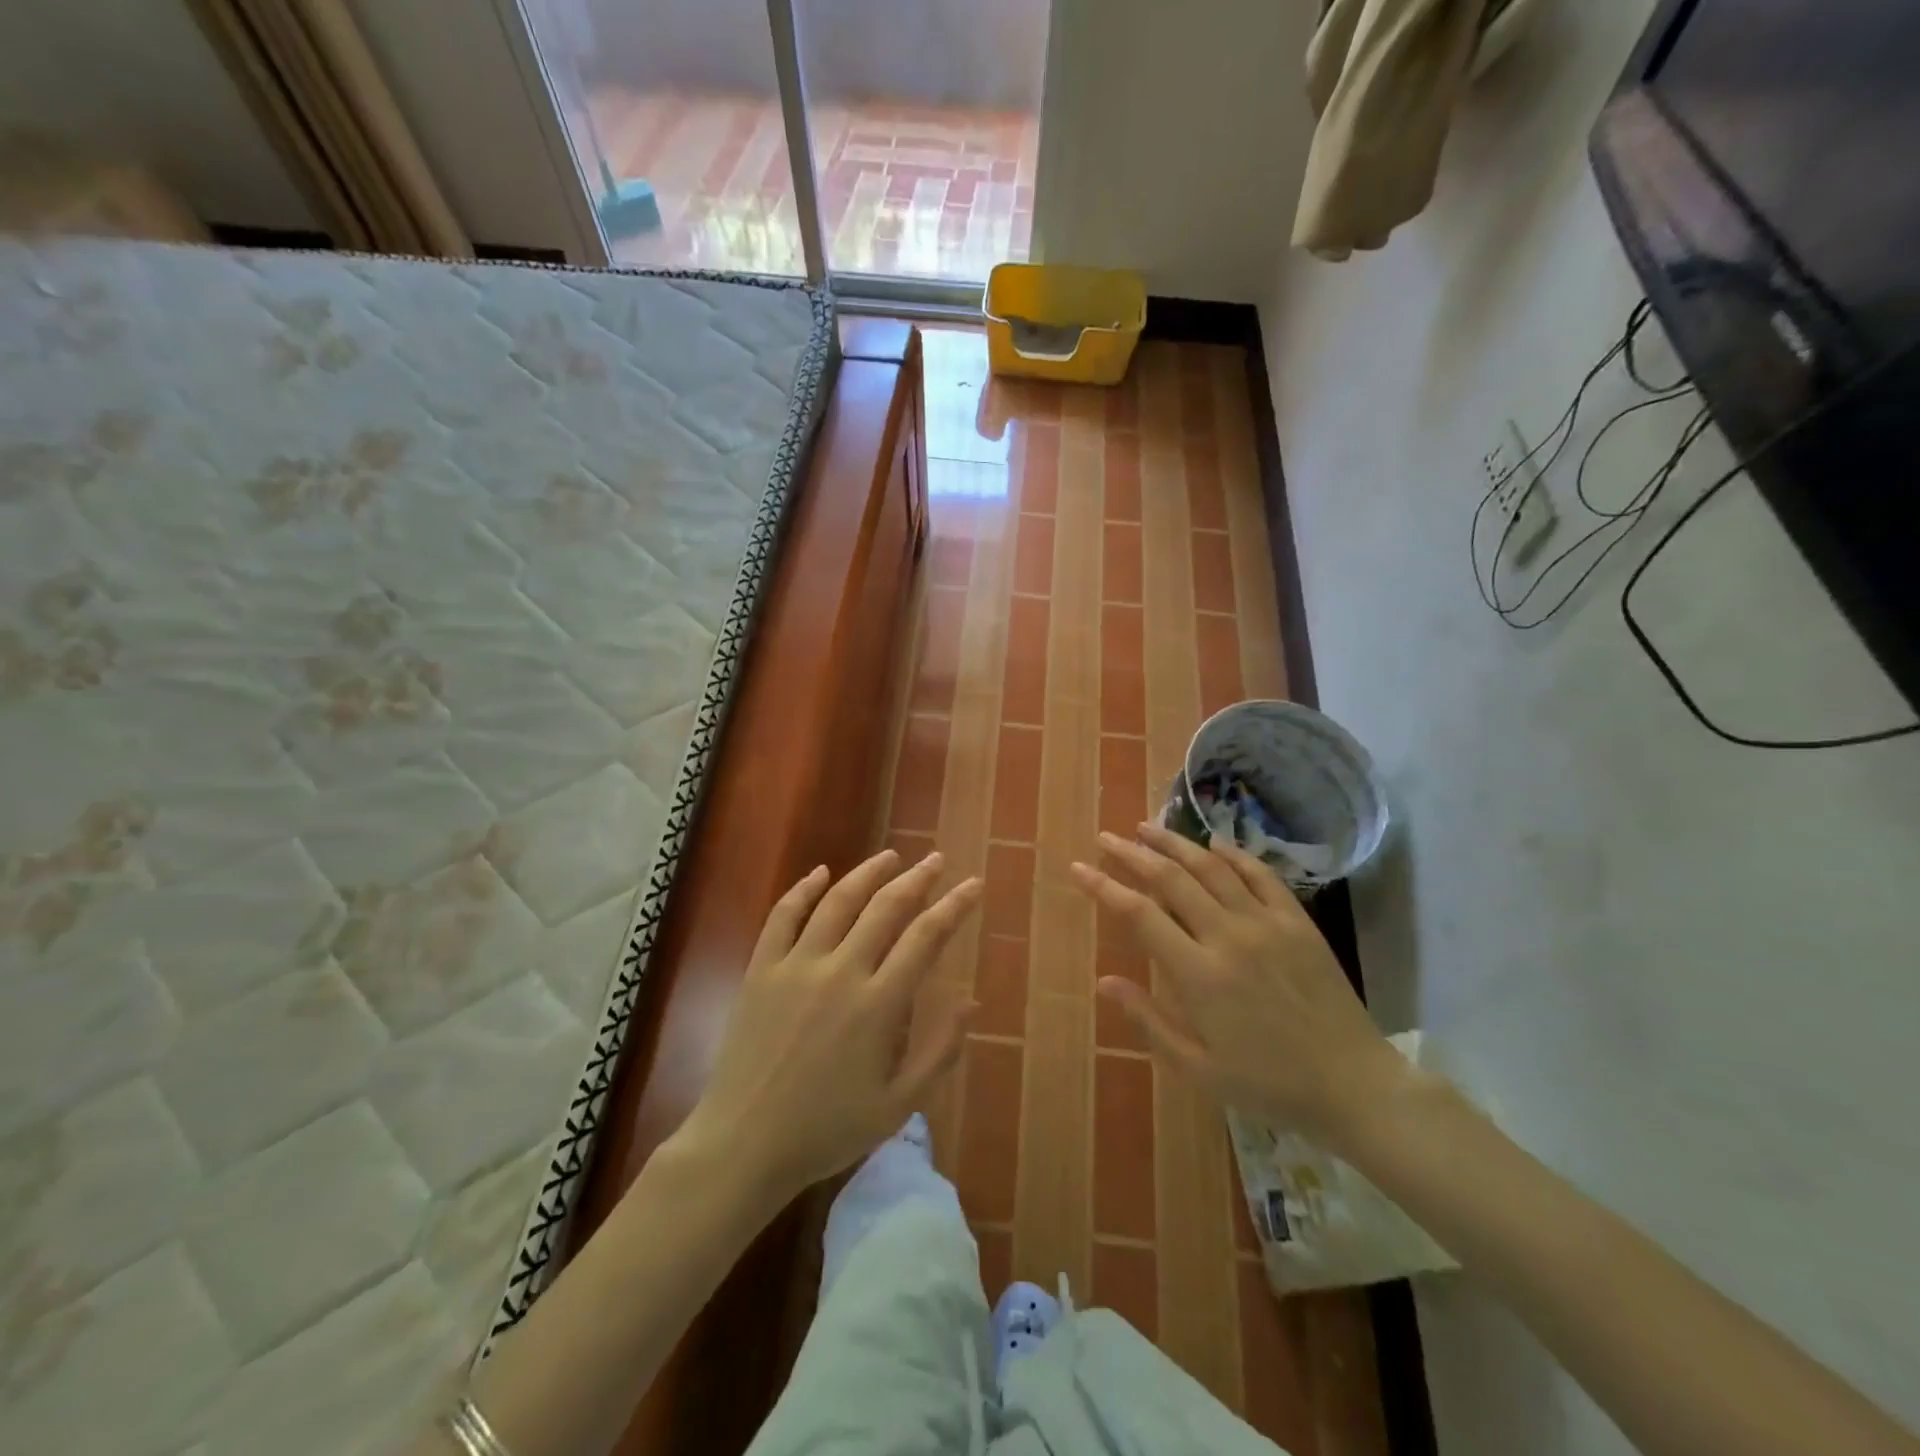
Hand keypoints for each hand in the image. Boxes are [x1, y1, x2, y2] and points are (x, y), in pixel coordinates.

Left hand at [679, 850, 981, 1202]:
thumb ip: (938, 1051)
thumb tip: (971, 1002)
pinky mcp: (760, 970)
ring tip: (891, 856)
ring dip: (868, 873)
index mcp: (878, 1004)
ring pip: (838, 901)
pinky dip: (802, 889)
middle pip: (886, 907)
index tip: (972, 884)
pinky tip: (820, 872)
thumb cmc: (826, 1130)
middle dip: (917, 878)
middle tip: (936, 860)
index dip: (954, 906)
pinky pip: (783, 916)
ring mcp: (796, 966)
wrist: (744, 1145)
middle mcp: (840, 972)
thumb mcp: (897, 1105)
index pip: (925, 937)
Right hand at [1070, 823, 1402, 1146]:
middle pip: (1170, 879)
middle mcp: (1228, 936)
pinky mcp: (1298, 921)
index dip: (1103, 886)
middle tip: (1106, 837)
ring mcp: (1266, 923)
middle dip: (1132, 853)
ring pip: (1211, 866)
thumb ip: (1148, 1021)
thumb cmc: (1268, 1083)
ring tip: (1146, 827)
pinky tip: (1213, 843)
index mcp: (1198, 975)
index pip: (1139, 914)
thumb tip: (1104, 981)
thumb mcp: (1198, 1068)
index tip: (1079, 867)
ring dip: (1174, 843)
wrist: (1352, 1084)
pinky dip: (1232, 853)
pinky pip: (1260, 874)